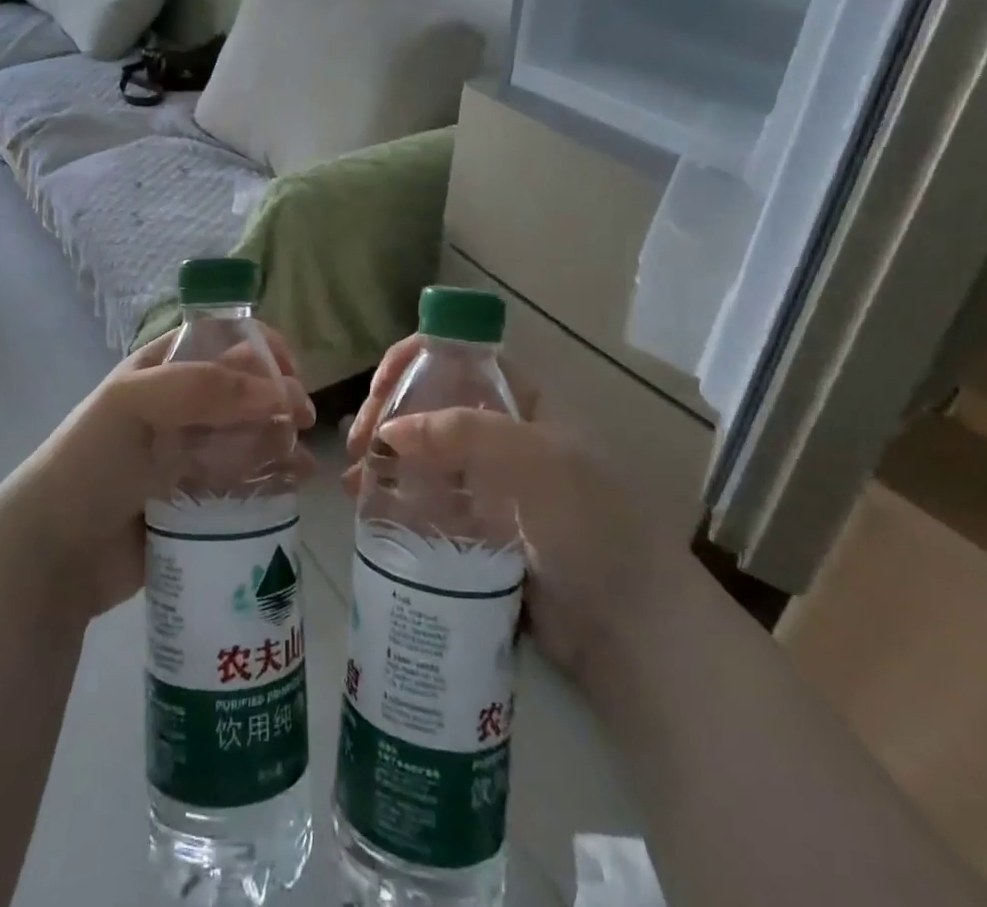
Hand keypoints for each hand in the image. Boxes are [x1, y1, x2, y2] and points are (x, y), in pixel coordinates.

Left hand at [6, 325, 315, 619]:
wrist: (55, 552)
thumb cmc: (91, 461)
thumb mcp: (135, 403)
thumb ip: (203, 387)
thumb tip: (279, 393)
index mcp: (162, 370)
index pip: (222, 342)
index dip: (259, 348)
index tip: (290, 368)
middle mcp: (181, 407)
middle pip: (244, 389)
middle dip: (279, 397)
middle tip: (300, 419)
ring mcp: (191, 454)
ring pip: (251, 435)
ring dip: (282, 439)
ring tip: (300, 461)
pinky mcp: (201, 500)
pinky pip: (246, 480)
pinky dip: (274, 477)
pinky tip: (294, 485)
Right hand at [345, 338, 664, 678]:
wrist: (632, 629)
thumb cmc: (593, 526)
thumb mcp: (536, 463)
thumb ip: (464, 434)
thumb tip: (389, 430)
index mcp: (523, 403)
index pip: (460, 357)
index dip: (415, 360)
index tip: (379, 389)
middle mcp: (502, 434)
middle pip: (432, 404)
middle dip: (390, 415)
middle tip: (359, 445)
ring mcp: (490, 483)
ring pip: (424, 454)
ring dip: (385, 459)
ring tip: (354, 482)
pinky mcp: (478, 528)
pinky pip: (428, 501)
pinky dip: (396, 498)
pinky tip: (367, 508)